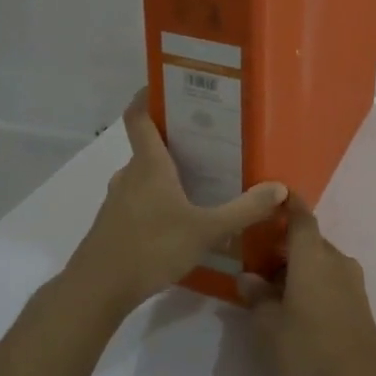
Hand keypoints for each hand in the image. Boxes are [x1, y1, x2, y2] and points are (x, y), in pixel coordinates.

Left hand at [67, 89, 287, 313]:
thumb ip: (244, 210)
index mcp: (149, 165)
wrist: (96, 291)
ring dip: (168, 173)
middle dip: (176, 139)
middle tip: (211, 139)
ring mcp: (118, 201)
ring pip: (145, 175)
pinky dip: (159, 199)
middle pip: (149, 146)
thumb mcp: (206, 230)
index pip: (139, 116)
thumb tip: (280, 188)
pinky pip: (140, 199)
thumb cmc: (151, 248)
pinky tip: (182, 218)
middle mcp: (130, 175)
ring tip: (202, 178)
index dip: (148, 96)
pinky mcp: (114, 225)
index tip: (168, 85)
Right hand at [240, 196, 375, 375]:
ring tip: (271, 294)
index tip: (275, 194)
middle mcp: (336, 261)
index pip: (301, 218)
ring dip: (297, 270)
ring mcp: (352, 283)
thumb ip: (257, 298)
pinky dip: (312, 285)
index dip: (288, 204)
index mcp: (313, 256)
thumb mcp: (270, 327)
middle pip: (309, 242)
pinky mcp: (359, 304)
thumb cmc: (309, 349)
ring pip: (320, 263)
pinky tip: (294, 309)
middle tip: (255, 264)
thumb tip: (248, 277)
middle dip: (284, 248)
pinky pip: (330, 281)